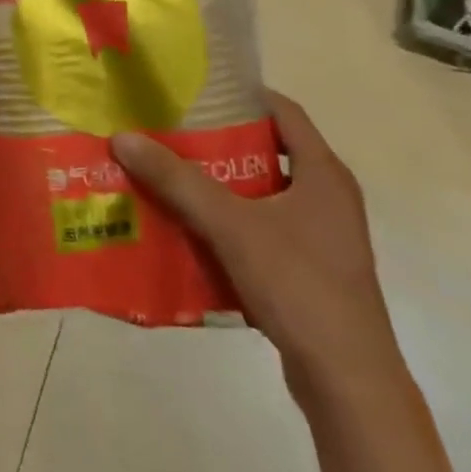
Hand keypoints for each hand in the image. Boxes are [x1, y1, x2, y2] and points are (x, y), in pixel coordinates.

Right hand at [112, 91, 401, 403]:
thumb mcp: (230, 224)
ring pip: (261, 192)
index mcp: (323, 173)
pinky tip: (187, 225)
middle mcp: (327, 197)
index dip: (241, 94)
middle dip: (217, 140)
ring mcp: (321, 236)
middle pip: (266, 150)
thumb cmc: (299, 285)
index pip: (283, 111)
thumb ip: (176, 180)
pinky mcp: (310, 269)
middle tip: (168, 130)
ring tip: (167, 173)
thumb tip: (123, 137)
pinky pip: (261, 228)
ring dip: (218, 183)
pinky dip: (227, 221)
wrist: (347, 382)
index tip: (194, 89)